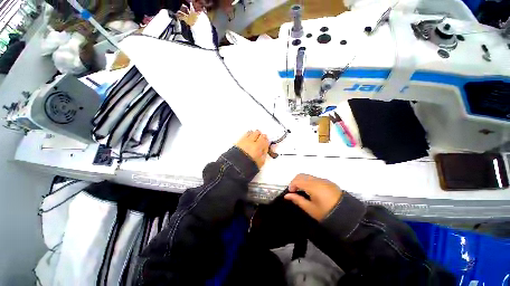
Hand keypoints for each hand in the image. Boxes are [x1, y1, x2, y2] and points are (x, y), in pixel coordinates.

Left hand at [235, 130, 269, 168]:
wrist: (235, 169)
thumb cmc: (248, 166)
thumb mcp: (261, 161)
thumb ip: (264, 152)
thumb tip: (265, 147)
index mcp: (257, 146)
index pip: (264, 137)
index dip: (265, 139)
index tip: (265, 142)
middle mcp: (250, 141)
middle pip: (257, 132)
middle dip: (259, 135)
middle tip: (260, 140)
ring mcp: (243, 141)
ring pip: (249, 132)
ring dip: (252, 135)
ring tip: (253, 140)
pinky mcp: (237, 142)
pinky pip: (243, 136)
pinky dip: (246, 137)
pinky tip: (247, 142)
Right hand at [285, 174, 342, 220]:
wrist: (347, 215)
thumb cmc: (327, 213)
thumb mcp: (310, 209)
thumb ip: (297, 200)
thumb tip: (287, 196)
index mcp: (313, 186)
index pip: (297, 180)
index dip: (291, 185)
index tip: (290, 193)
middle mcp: (318, 180)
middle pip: (301, 175)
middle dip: (295, 181)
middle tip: (294, 191)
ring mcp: (324, 180)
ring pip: (307, 176)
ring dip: (302, 181)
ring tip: (301, 191)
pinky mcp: (328, 182)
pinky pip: (314, 178)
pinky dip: (308, 182)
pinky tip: (310, 190)